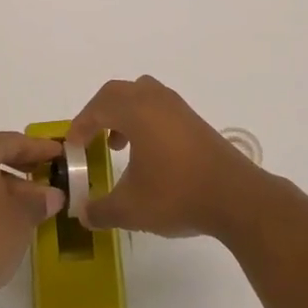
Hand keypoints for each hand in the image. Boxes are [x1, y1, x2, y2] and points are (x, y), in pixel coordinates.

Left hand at [0, 124, 62, 307]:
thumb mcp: (22, 217)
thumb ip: (38, 201)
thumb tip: (53, 196)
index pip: (14, 142)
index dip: (40, 149)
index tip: (59, 153)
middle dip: (19, 165)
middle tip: (44, 174)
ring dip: (2, 183)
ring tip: (28, 203)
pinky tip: (2, 217)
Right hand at [67, 76, 262, 239]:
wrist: (236, 197)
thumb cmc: (177, 194)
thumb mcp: (131, 209)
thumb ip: (101, 210)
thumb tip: (82, 214)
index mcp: (136, 110)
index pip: (97, 108)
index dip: (80, 126)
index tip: (72, 149)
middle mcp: (156, 99)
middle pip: (118, 92)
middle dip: (98, 113)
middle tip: (90, 139)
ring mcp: (178, 108)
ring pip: (141, 95)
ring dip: (123, 114)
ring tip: (118, 145)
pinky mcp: (194, 121)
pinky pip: (159, 107)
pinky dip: (144, 121)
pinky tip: (148, 154)